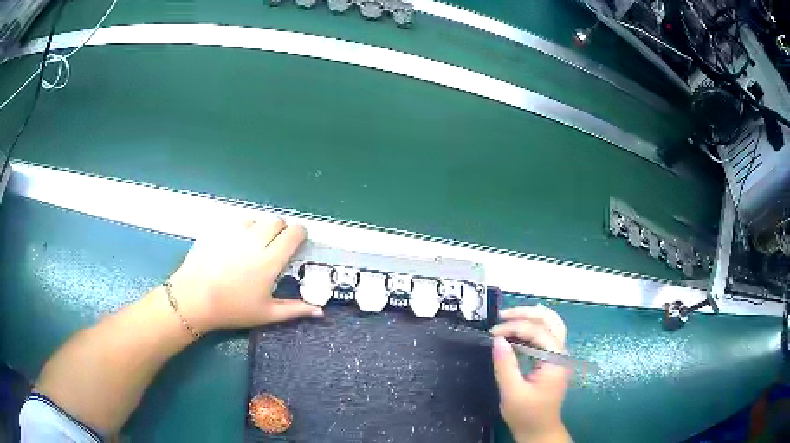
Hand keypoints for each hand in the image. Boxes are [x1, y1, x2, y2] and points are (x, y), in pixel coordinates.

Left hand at [166, 218, 322, 332]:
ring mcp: (235, 232)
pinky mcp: (219, 229)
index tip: (298, 241)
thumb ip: (295, 310)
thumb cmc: (233, 309)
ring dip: (261, 229)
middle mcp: (255, 240)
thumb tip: (321, 311)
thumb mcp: (266, 313)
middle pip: (277, 221)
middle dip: (281, 230)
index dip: (300, 233)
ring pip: (257, 220)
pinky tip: (234, 245)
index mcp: (270, 260)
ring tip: (253, 246)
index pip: (294, 233)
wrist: (195, 298)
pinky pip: (237, 222)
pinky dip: (242, 229)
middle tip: (275, 246)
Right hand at [491, 305, 570, 442]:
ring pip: (551, 325)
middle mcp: (561, 353)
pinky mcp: (552, 361)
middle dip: (526, 313)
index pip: (538, 331)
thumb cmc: (526, 414)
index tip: (492, 333)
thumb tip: (497, 339)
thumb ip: (505, 365)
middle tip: (501, 315)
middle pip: (550, 320)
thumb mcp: (512, 392)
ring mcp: (558, 356)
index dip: (514, 327)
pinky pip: (546, 336)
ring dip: (531, 317)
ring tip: (508, 318)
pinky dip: (532, 328)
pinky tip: (519, 328)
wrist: (539, 431)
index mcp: (555, 360)